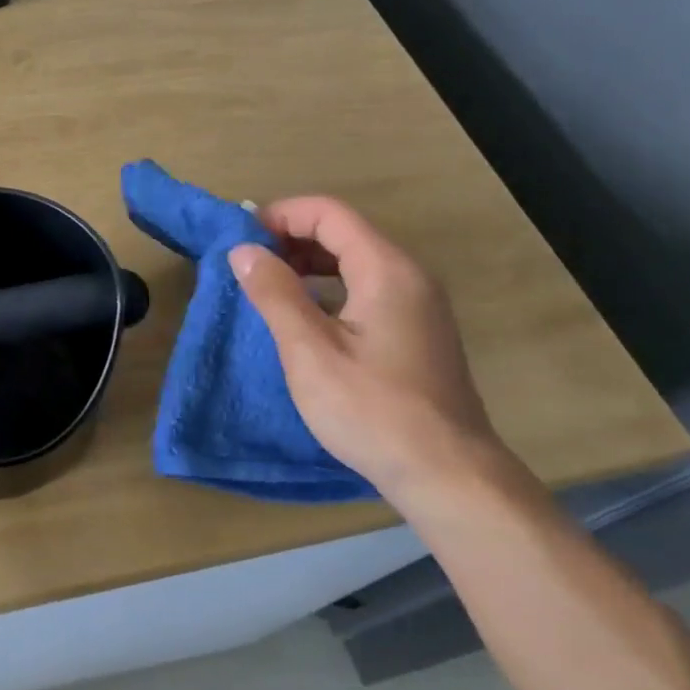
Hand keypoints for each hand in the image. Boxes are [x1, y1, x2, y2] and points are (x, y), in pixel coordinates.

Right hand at [230, 197, 502, 497]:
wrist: (448, 475)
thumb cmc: (373, 410)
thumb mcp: (310, 351)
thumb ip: (275, 294)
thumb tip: (243, 250)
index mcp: (387, 270)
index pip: (329, 213)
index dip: (281, 215)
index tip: (240, 239)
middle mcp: (409, 276)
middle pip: (344, 232)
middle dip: (291, 238)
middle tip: (248, 264)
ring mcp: (419, 304)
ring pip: (356, 261)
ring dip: (309, 263)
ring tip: (268, 287)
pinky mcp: (418, 331)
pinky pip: (367, 287)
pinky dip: (329, 287)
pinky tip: (305, 317)